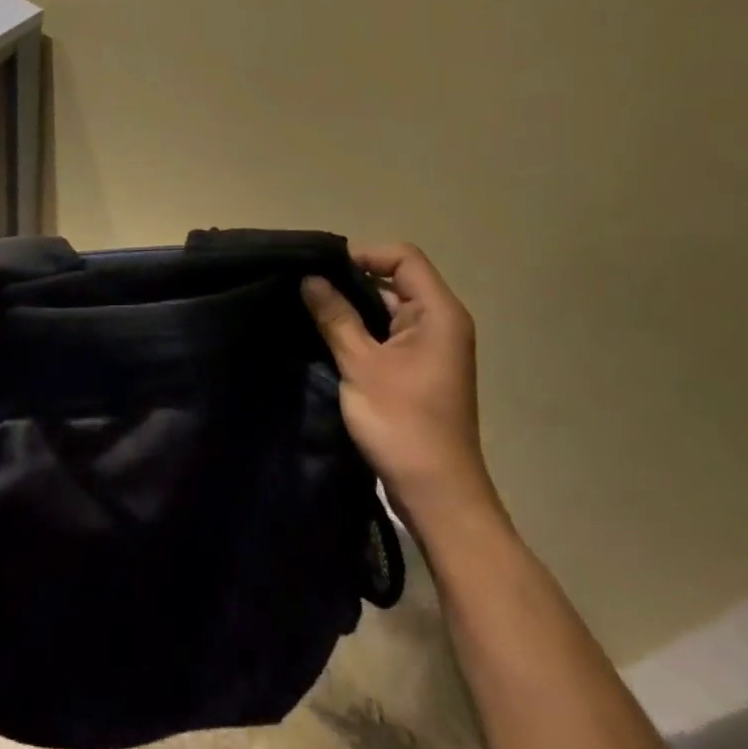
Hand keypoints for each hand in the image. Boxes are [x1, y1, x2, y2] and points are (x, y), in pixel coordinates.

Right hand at [301, 244, 497, 524]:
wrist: (437, 494)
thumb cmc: (402, 423)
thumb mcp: (360, 365)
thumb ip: (335, 316)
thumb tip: (309, 278)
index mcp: (439, 313)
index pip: (403, 257)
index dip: (364, 254)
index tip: (322, 270)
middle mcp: (441, 323)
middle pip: (396, 280)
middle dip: (351, 281)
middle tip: (306, 289)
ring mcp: (432, 348)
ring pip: (389, 309)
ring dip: (353, 308)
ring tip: (310, 310)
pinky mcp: (420, 370)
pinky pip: (388, 335)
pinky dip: (361, 331)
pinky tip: (328, 338)